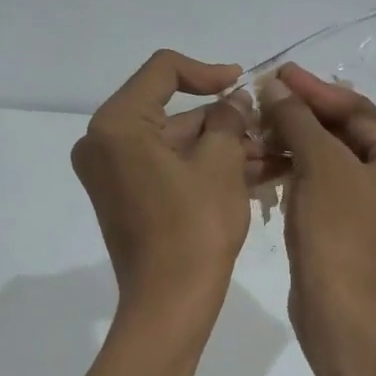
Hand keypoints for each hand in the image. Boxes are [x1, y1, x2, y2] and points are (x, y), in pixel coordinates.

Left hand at [72, 50, 255, 312]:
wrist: (169, 304)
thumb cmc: (194, 228)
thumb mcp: (221, 164)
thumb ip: (228, 120)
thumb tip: (234, 99)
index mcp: (117, 124)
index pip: (163, 71)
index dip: (208, 71)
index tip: (242, 83)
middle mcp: (103, 142)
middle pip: (170, 112)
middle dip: (223, 120)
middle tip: (267, 126)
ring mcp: (112, 172)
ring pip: (174, 143)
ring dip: (221, 146)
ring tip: (272, 153)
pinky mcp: (125, 196)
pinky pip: (167, 168)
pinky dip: (203, 167)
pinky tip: (252, 172)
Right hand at [259, 64, 375, 332]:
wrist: (340, 312)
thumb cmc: (337, 230)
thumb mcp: (318, 165)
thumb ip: (297, 119)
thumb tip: (275, 85)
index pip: (358, 111)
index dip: (314, 90)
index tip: (277, 72)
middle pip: (350, 135)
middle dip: (304, 118)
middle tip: (265, 98)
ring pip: (339, 163)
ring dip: (299, 146)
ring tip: (261, 131)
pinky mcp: (365, 231)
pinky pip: (335, 189)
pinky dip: (305, 176)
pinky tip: (272, 164)